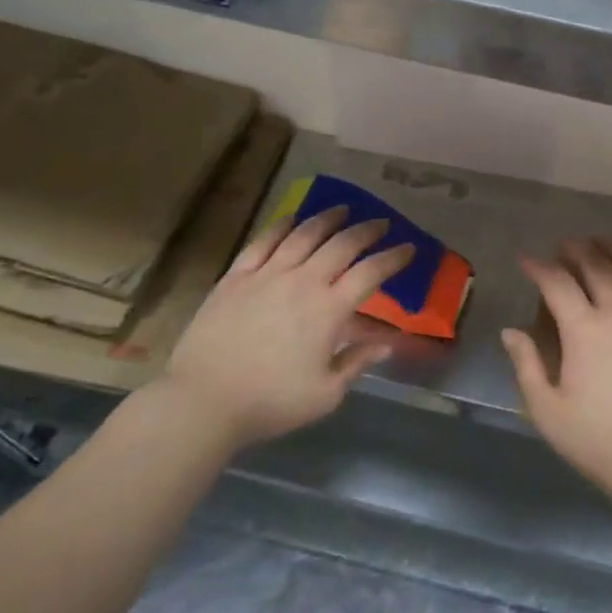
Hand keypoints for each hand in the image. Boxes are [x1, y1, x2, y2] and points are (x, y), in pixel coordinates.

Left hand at [165, 208, 414, 451]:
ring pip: (304, 234)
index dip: (393, 258)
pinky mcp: (236, 277)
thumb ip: (358, 363)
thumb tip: (388, 344)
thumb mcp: (326, 394)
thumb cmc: (270, 402)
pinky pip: (264, 241)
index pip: (370, 273)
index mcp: (329, 310)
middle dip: (367, 230)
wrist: (203, 401)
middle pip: (342, 244)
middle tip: (381, 224)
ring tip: (343, 210)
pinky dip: (282, 225)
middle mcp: (303, 281)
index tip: (408, 249)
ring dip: (328, 219)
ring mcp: (267, 275)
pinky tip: (292, 219)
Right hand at [502, 238, 611, 510]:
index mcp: (585, 330)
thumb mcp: (548, 412)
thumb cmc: (600, 441)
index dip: (539, 267)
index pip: (557, 283)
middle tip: (564, 244)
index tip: (526, 260)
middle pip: (598, 265)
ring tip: (602, 242)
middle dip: (577, 249)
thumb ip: (527, 366)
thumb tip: (510, 332)